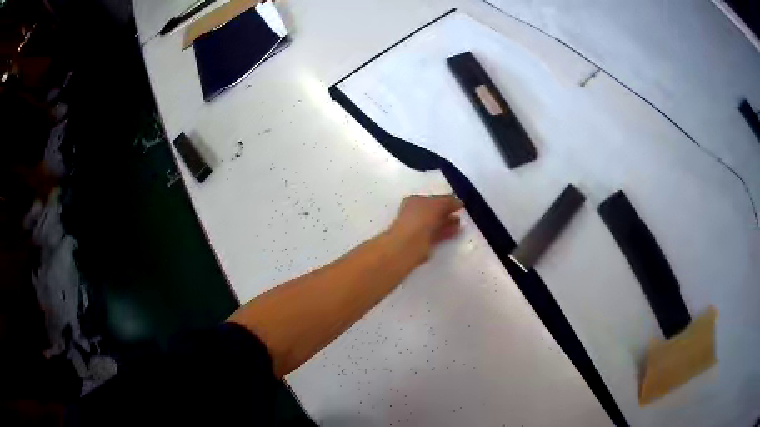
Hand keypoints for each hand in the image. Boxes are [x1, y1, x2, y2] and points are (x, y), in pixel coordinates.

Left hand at [387, 195, 463, 264]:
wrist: (408, 245)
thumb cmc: (421, 219)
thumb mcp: (437, 204)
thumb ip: (448, 201)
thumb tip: (458, 202)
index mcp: (413, 201)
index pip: (431, 199)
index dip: (445, 200)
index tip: (458, 204)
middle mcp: (413, 214)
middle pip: (433, 212)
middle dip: (447, 212)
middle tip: (460, 214)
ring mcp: (417, 229)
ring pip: (435, 224)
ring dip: (447, 223)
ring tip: (460, 223)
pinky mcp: (422, 243)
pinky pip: (436, 235)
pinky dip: (446, 233)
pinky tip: (456, 231)